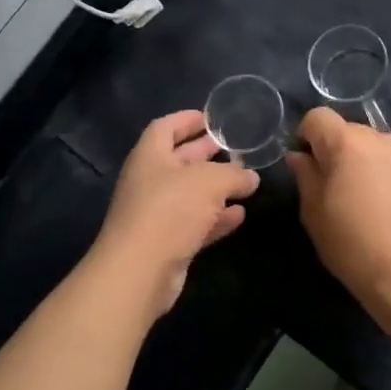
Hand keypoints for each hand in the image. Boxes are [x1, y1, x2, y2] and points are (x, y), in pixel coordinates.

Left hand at [90, 111, 259, 316]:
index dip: (186, 119)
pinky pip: (194, 224)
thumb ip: (233, 174)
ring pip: (189, 194)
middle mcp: (149, 181)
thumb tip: (250, 177)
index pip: (165, 127)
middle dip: (206, 152)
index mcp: (150, 156)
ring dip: (215, 188)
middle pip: (179, 160)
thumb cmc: (169, 210)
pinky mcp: (166, 243)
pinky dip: (216, 218)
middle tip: (234, 147)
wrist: (139, 271)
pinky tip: (239, 215)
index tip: (210, 117)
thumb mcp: (209, 182)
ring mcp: (156, 214)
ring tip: (245, 181)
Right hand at [287, 108, 390, 335]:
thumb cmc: (353, 245)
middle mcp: (377, 138)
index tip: (304, 166)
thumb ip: (305, 176)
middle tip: (328, 186)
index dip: (305, 136)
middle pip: (345, 128)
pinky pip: (388, 158)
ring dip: (356, 159)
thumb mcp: (314, 213)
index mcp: (346, 143)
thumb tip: (299, 156)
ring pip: (368, 143)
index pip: (317, 117)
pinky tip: (380, 203)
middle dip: (331, 148)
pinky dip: (378, 170)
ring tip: (356, 196)